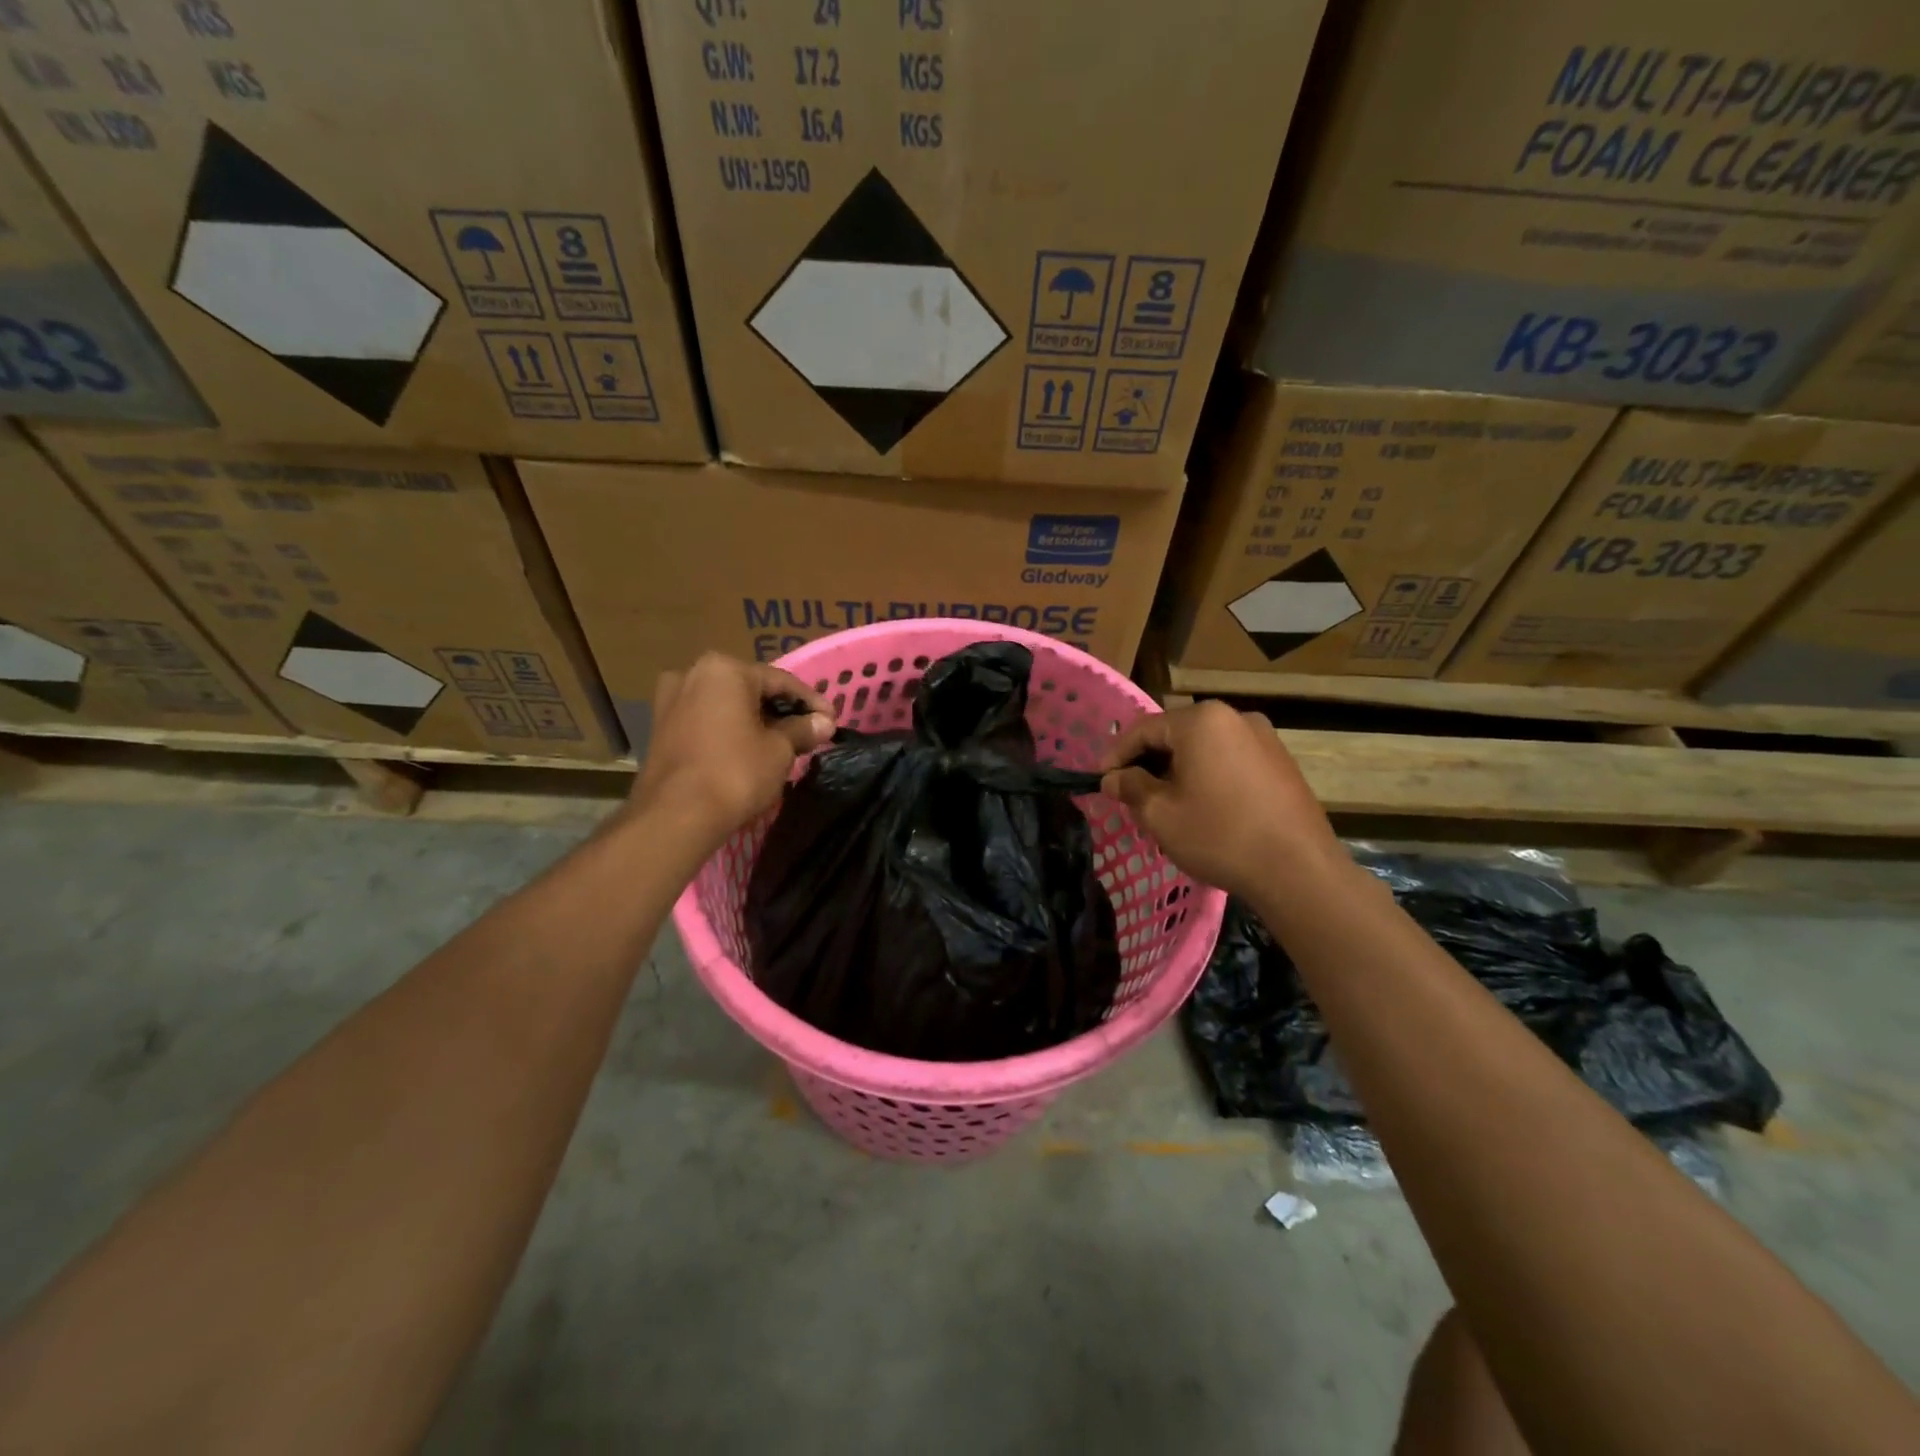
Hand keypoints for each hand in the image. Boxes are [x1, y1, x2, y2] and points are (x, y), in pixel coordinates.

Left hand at [631, 654, 834, 846]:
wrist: (676, 816)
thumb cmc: (735, 773)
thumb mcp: (779, 750)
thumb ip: (802, 730)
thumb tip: (824, 722)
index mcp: (724, 669)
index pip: (780, 681)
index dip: (811, 702)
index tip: (832, 720)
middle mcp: (692, 674)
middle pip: (750, 690)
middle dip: (780, 710)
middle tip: (808, 731)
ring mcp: (670, 701)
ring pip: (725, 706)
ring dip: (754, 721)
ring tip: (781, 743)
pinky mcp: (660, 729)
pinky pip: (706, 722)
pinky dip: (730, 732)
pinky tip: (748, 751)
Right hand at [1099, 702, 1341, 900]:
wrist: (1298, 870)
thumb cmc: (1219, 835)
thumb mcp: (1160, 814)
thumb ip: (1131, 787)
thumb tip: (1113, 778)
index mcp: (1202, 721)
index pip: (1144, 729)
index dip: (1116, 754)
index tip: (1099, 780)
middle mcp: (1235, 717)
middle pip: (1176, 734)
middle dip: (1148, 762)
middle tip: (1128, 793)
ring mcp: (1264, 738)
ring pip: (1204, 748)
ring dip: (1178, 770)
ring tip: (1163, 803)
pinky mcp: (1281, 763)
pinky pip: (1230, 760)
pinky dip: (1207, 776)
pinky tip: (1202, 807)